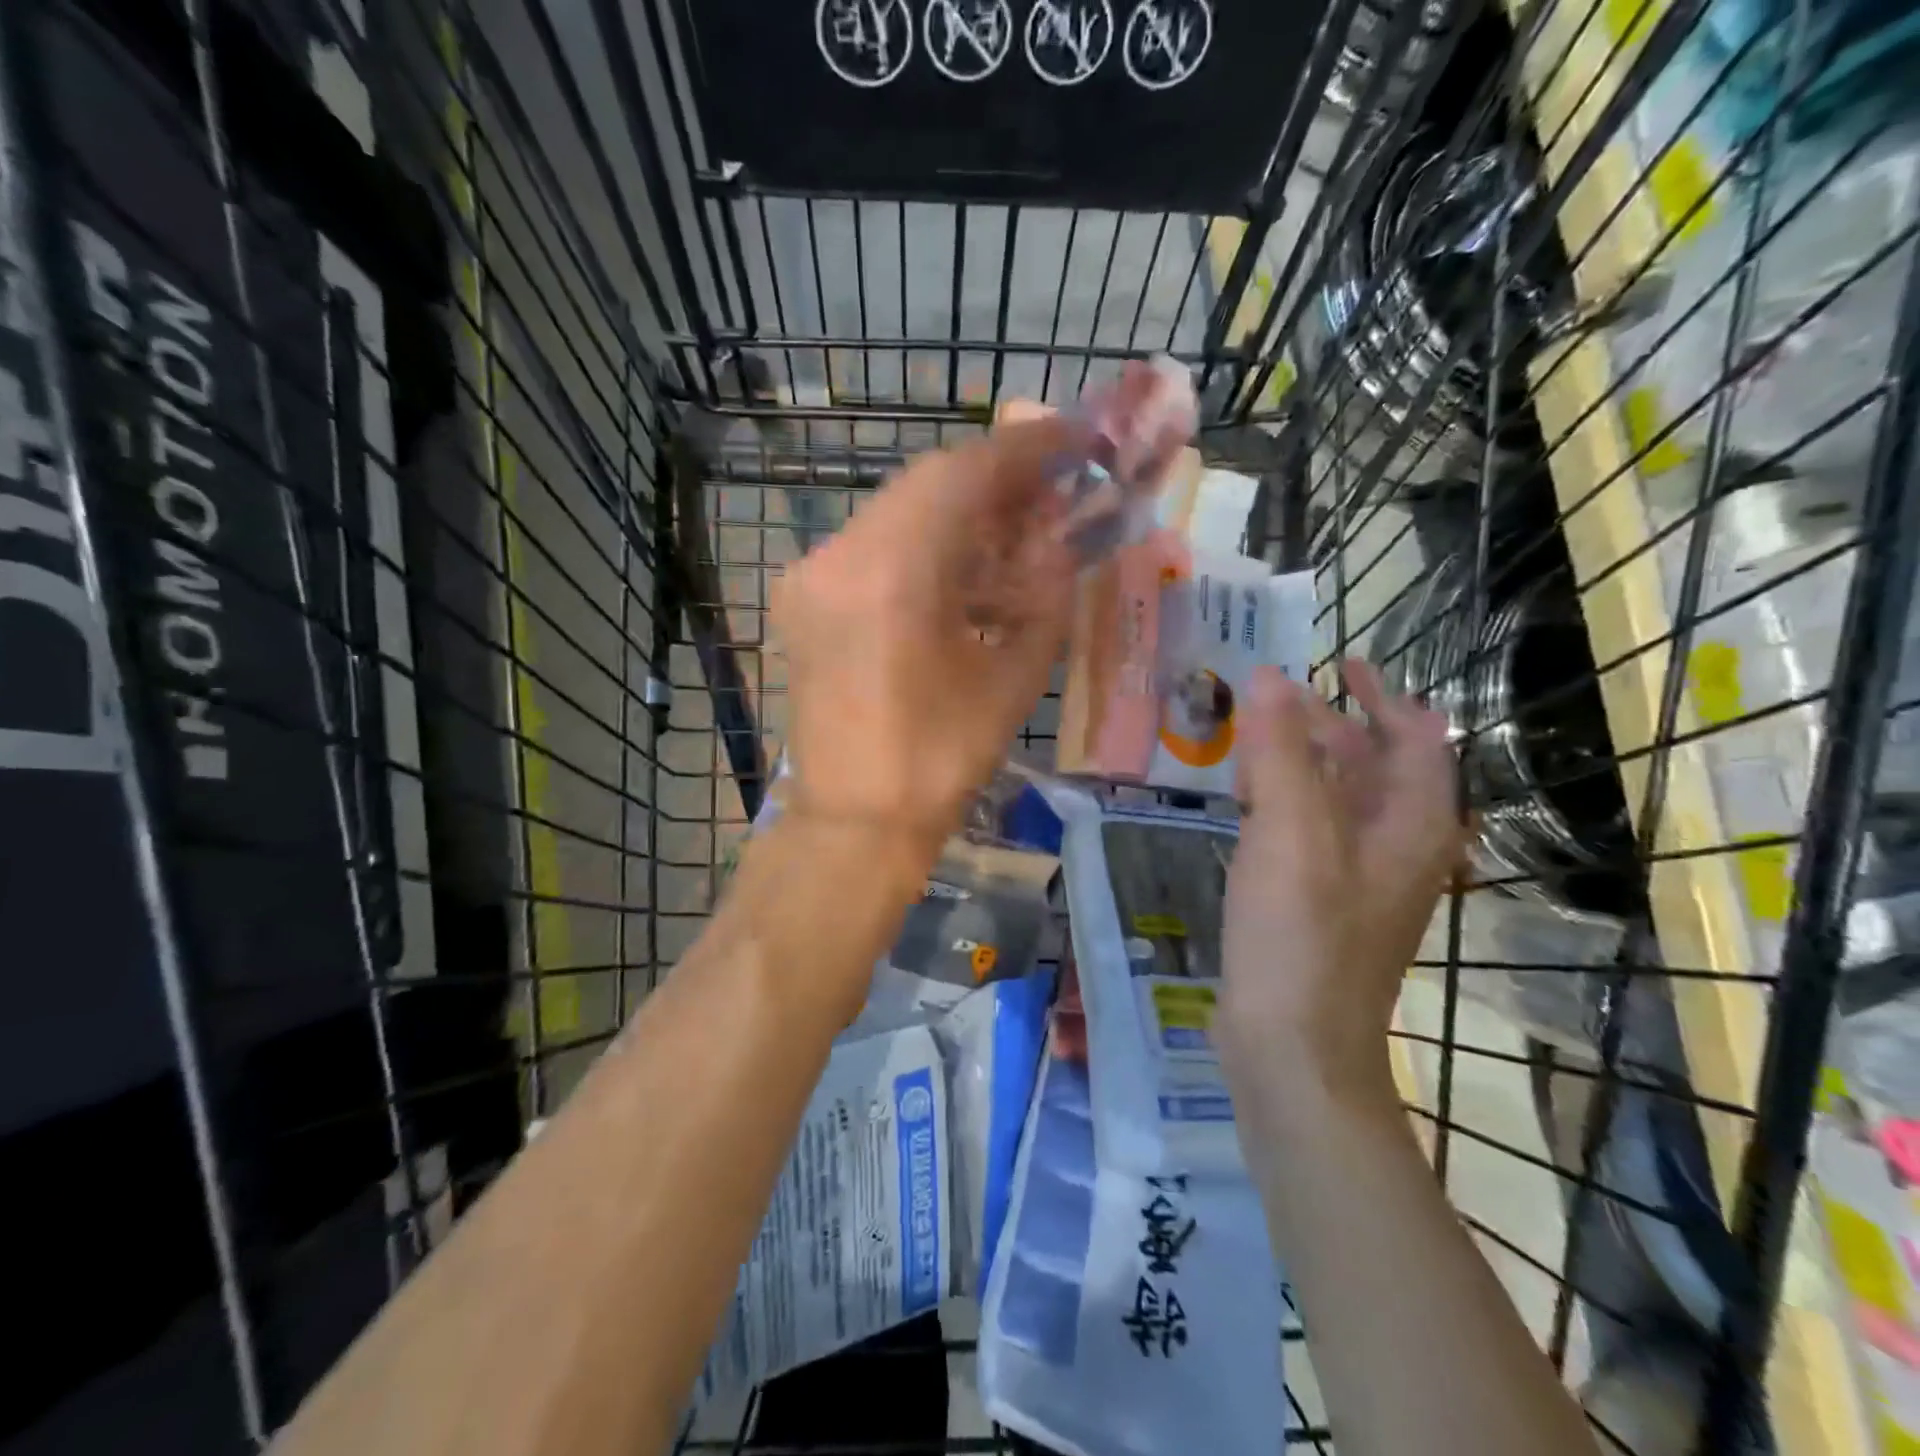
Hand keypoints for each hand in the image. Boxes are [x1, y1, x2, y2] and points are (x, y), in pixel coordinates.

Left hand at [771, 413, 1086, 865]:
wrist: (855, 823)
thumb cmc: (941, 761)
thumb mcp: (1015, 677)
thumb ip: (1045, 594)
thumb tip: (1062, 540)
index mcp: (891, 572)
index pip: (962, 475)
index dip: (1023, 450)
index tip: (1072, 437)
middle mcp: (839, 556)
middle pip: (926, 487)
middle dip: (995, 483)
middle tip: (1052, 488)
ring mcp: (813, 577)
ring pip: (898, 515)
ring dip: (960, 517)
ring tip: (1018, 532)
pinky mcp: (806, 601)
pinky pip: (874, 550)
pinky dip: (924, 548)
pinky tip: (966, 572)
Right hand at [1217, 660, 1465, 1104]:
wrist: (1293, 1048)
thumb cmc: (1299, 935)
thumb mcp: (1290, 832)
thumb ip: (1280, 751)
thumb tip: (1268, 678)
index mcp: (1412, 826)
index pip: (1416, 738)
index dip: (1383, 695)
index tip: (1341, 663)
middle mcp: (1397, 849)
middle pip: (1375, 766)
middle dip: (1332, 724)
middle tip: (1275, 696)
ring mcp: (1359, 882)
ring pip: (1340, 801)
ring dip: (1304, 762)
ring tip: (1254, 737)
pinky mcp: (1322, 906)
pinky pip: (1311, 834)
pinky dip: (1285, 802)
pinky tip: (1246, 801)